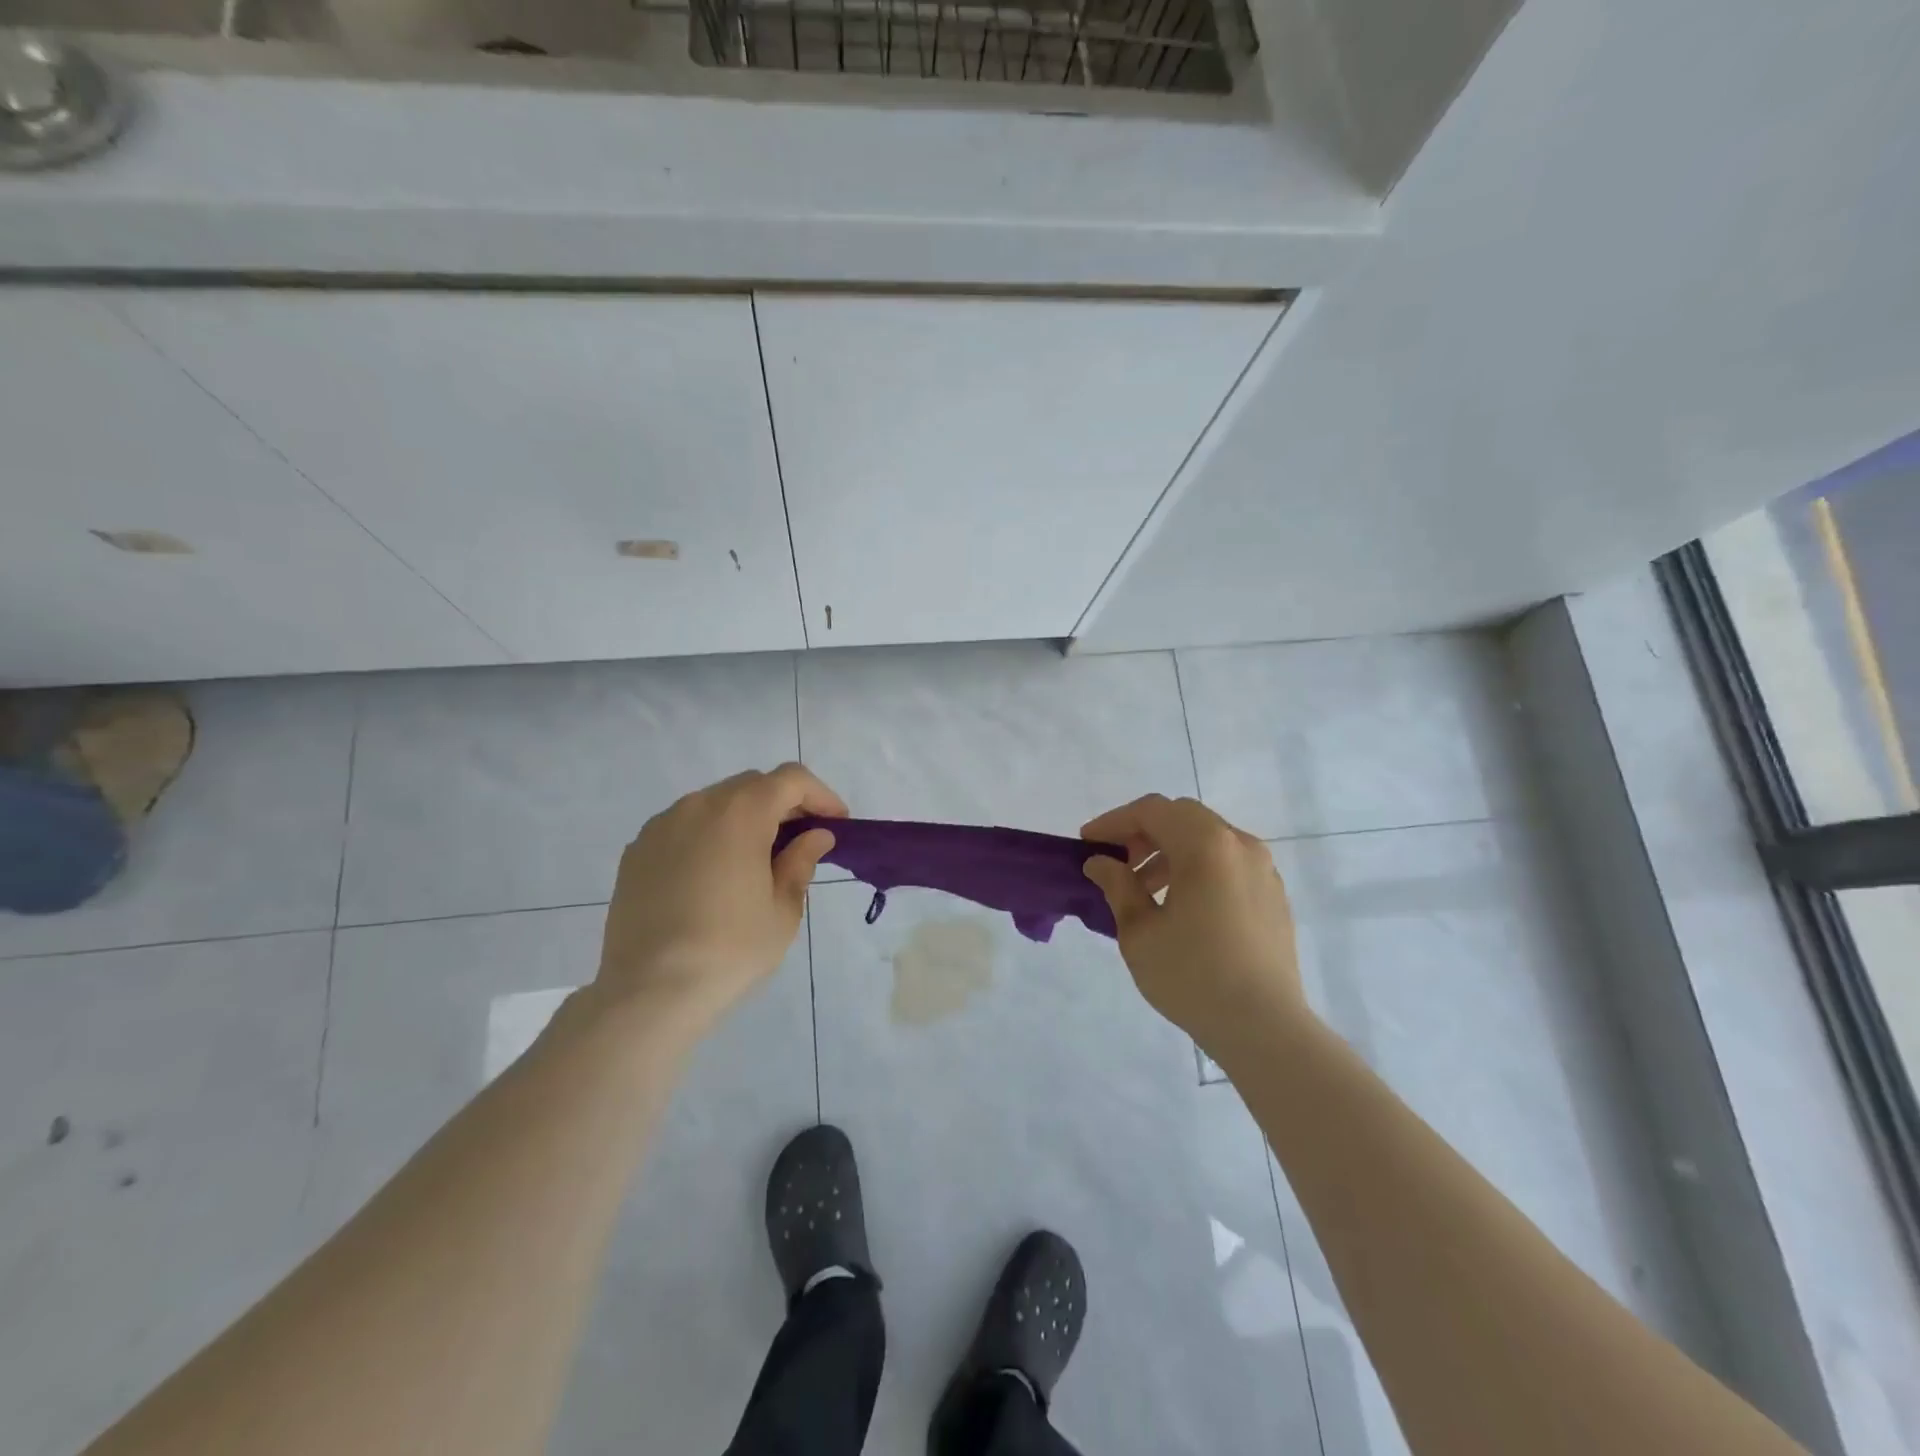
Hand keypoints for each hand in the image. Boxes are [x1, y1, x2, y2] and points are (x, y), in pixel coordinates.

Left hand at [594, 764, 845, 1032]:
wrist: (649, 992)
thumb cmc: (730, 949)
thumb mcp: (782, 909)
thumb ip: (801, 861)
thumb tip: (815, 836)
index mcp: (741, 813)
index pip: (791, 779)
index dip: (821, 795)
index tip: (837, 824)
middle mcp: (698, 805)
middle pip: (752, 786)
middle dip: (784, 804)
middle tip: (802, 841)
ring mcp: (661, 826)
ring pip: (715, 804)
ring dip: (744, 819)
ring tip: (756, 860)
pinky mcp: (636, 851)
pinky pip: (684, 827)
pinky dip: (709, 836)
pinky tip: (714, 877)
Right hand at [1081, 794, 1306, 1051]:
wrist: (1265, 1027)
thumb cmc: (1192, 975)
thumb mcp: (1139, 931)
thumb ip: (1117, 886)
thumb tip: (1101, 862)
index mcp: (1205, 845)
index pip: (1151, 811)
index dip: (1114, 822)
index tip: (1087, 844)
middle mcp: (1240, 845)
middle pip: (1183, 817)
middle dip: (1143, 833)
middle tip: (1116, 862)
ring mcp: (1263, 869)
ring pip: (1208, 839)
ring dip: (1170, 851)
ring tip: (1144, 890)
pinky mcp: (1273, 895)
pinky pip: (1228, 863)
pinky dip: (1197, 868)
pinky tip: (1181, 906)